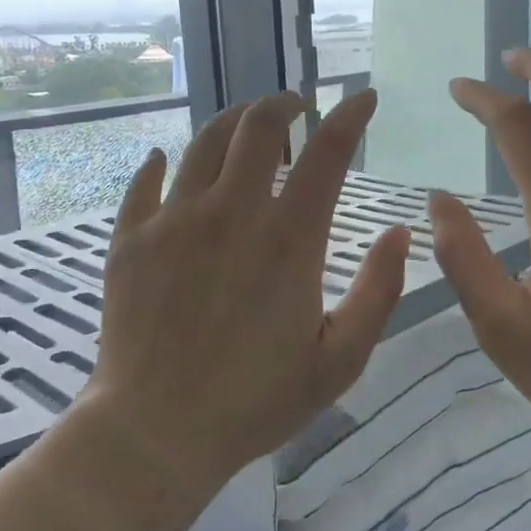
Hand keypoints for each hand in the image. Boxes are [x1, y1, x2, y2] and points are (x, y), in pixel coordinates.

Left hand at [84, 89, 410, 490]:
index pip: (328, 153)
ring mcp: (174, 221)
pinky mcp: (131, 240)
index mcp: (289, 239)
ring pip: (203, 142)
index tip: (363, 98)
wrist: (155, 431)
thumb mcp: (340, 360)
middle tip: (297, 108)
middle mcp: (231, 213)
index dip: (351, 116)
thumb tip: (399, 233)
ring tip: (247, 126)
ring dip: (232, 123)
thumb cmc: (256, 402)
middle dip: (284, 105)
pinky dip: (162, 164)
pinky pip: (145, 182)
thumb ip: (379, 293)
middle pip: (259, 126)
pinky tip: (167, 161)